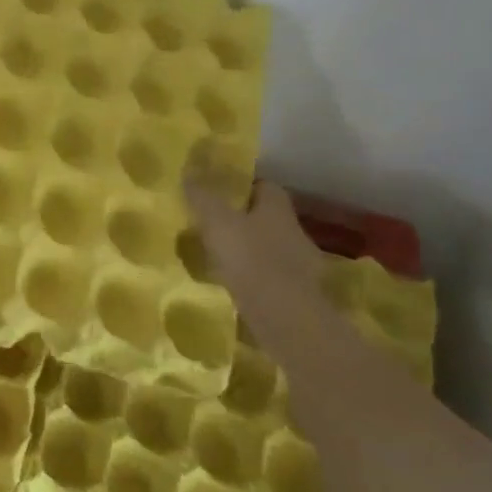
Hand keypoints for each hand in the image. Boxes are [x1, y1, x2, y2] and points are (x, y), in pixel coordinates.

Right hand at [182, 174, 322, 301]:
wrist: (285, 319)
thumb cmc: (250, 260)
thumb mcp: (216, 222)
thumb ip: (202, 197)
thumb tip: (189, 172)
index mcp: (278, 210)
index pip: (266, 186)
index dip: (244, 187)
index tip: (220, 192)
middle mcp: (295, 233)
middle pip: (269, 218)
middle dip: (245, 220)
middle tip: (214, 225)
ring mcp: (302, 267)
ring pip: (271, 249)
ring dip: (250, 252)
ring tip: (220, 258)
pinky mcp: (299, 296)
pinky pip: (272, 279)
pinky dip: (255, 279)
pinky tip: (235, 286)